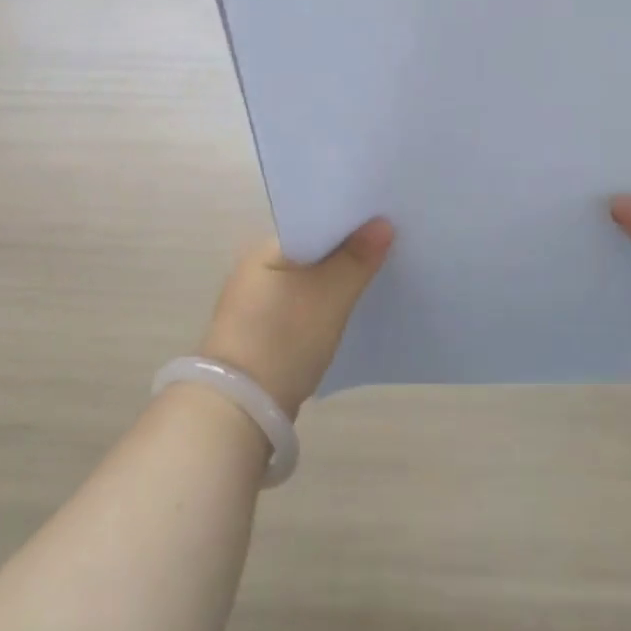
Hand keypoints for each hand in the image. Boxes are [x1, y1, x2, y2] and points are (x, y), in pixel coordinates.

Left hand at [197, 219, 394, 416]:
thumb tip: (383, 223)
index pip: (314, 221)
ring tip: (378, 273)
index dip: (350, 220)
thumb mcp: (330, 296)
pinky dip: (326, 302)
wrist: (239, 411)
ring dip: (338, 277)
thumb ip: (357, 258)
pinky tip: (351, 308)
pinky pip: (304, 303)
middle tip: (390, 245)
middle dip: (348, 249)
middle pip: (314, 249)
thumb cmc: (284, 339)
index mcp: (266, 249)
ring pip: (310, 278)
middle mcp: (257, 269)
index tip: (385, 219)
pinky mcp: (263, 331)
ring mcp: (257, 302)